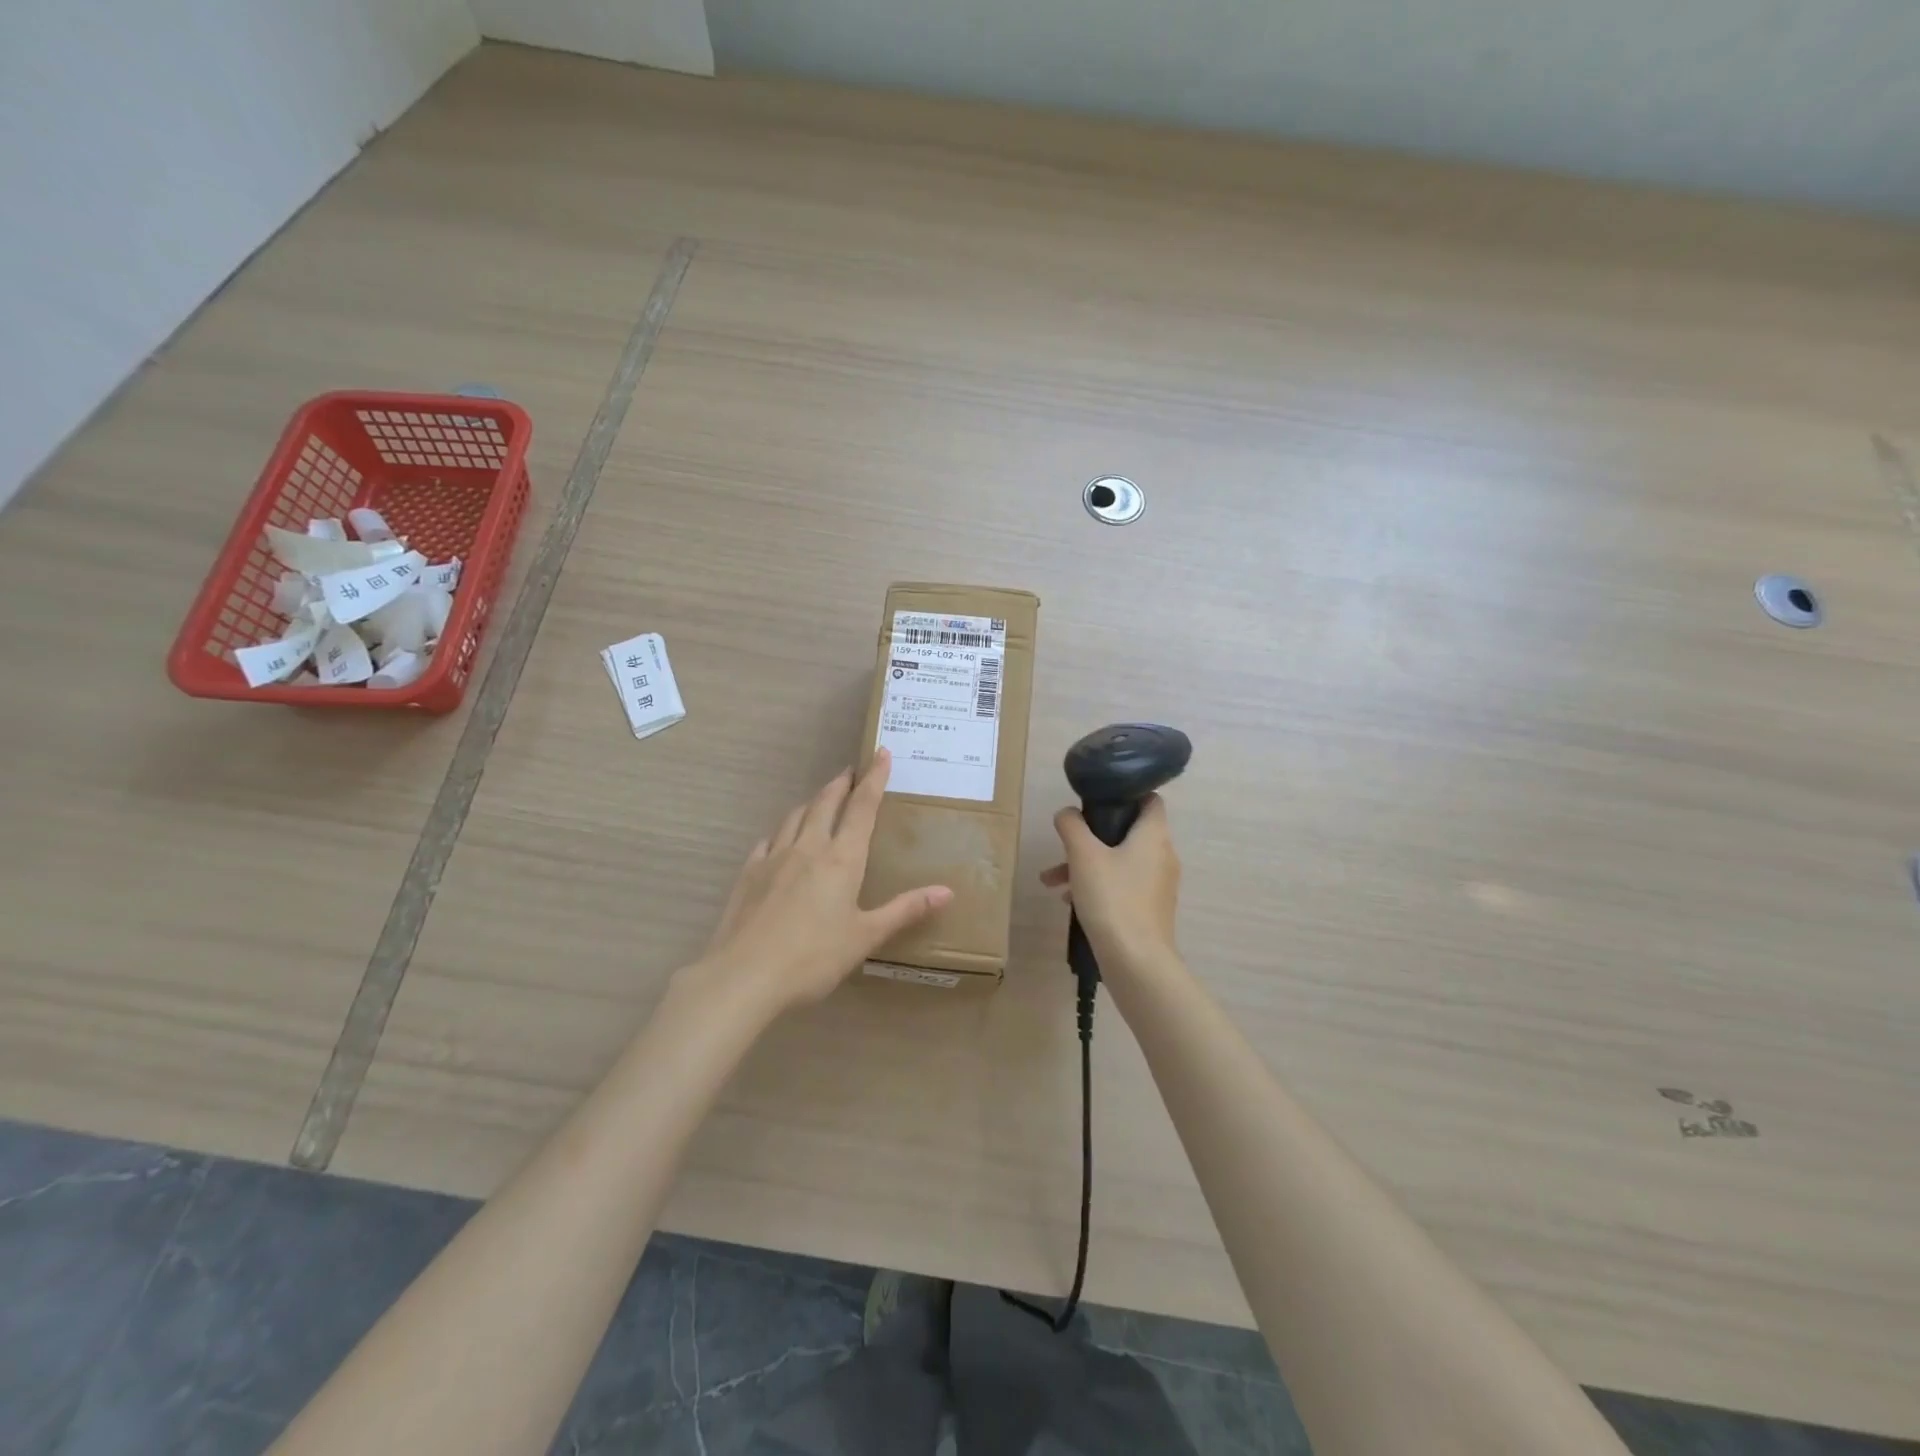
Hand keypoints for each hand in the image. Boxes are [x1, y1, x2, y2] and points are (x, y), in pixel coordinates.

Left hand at [684, 748, 953, 1017]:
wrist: (744, 975)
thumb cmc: (813, 958)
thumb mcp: (866, 937)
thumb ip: (905, 910)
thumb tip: (947, 891)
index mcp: (841, 859)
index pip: (862, 807)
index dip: (874, 778)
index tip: (881, 753)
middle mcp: (808, 847)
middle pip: (826, 802)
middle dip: (842, 783)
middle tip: (852, 771)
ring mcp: (774, 857)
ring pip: (796, 815)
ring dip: (813, 801)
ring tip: (821, 799)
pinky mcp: (749, 873)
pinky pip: (769, 839)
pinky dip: (783, 830)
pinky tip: (782, 839)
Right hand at [1040, 794, 1180, 973]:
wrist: (1136, 961)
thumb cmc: (1112, 898)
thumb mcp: (1083, 855)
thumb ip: (1072, 826)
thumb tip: (1067, 813)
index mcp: (1154, 835)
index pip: (1149, 799)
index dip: (1124, 793)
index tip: (1095, 800)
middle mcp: (1162, 855)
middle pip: (1126, 832)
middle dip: (1090, 837)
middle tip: (1064, 844)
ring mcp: (1158, 885)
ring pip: (1119, 861)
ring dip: (1086, 865)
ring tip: (1052, 881)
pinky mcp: (1150, 909)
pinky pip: (1122, 885)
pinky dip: (1098, 886)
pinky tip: (1069, 901)